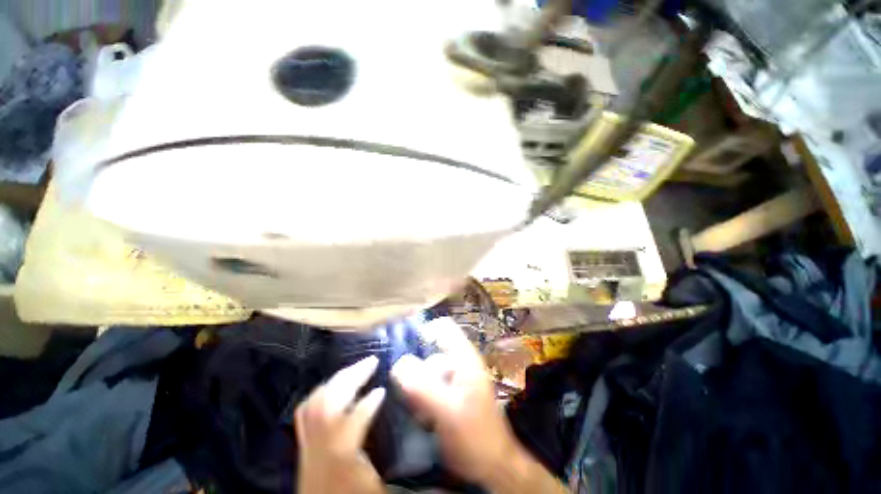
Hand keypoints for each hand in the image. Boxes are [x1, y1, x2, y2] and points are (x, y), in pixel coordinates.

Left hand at [295, 356, 385, 493]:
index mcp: (342, 456)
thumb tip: (426, 452)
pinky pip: (305, 411)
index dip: (369, 403)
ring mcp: (307, 444)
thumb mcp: (380, 487)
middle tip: (372, 361)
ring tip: (356, 368)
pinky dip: (320, 392)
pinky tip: (333, 385)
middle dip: (352, 377)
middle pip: (330, 403)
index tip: (383, 390)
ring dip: (338, 379)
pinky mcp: (303, 444)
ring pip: (316, 402)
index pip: (353, 421)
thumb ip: (398, 463)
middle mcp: (320, 447)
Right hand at [390, 318, 521, 484]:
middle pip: (430, 352)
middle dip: (416, 371)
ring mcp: (456, 378)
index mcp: (464, 357)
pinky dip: (422, 396)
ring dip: (417, 388)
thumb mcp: (447, 412)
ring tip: (418, 411)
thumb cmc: (475, 437)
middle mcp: (460, 362)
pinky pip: (430, 386)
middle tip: (410, 395)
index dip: (423, 331)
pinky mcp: (452, 393)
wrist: (493, 466)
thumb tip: (398, 364)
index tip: (403, 348)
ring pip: (428, 371)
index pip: (443, 327)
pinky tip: (422, 416)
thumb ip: (423, 387)